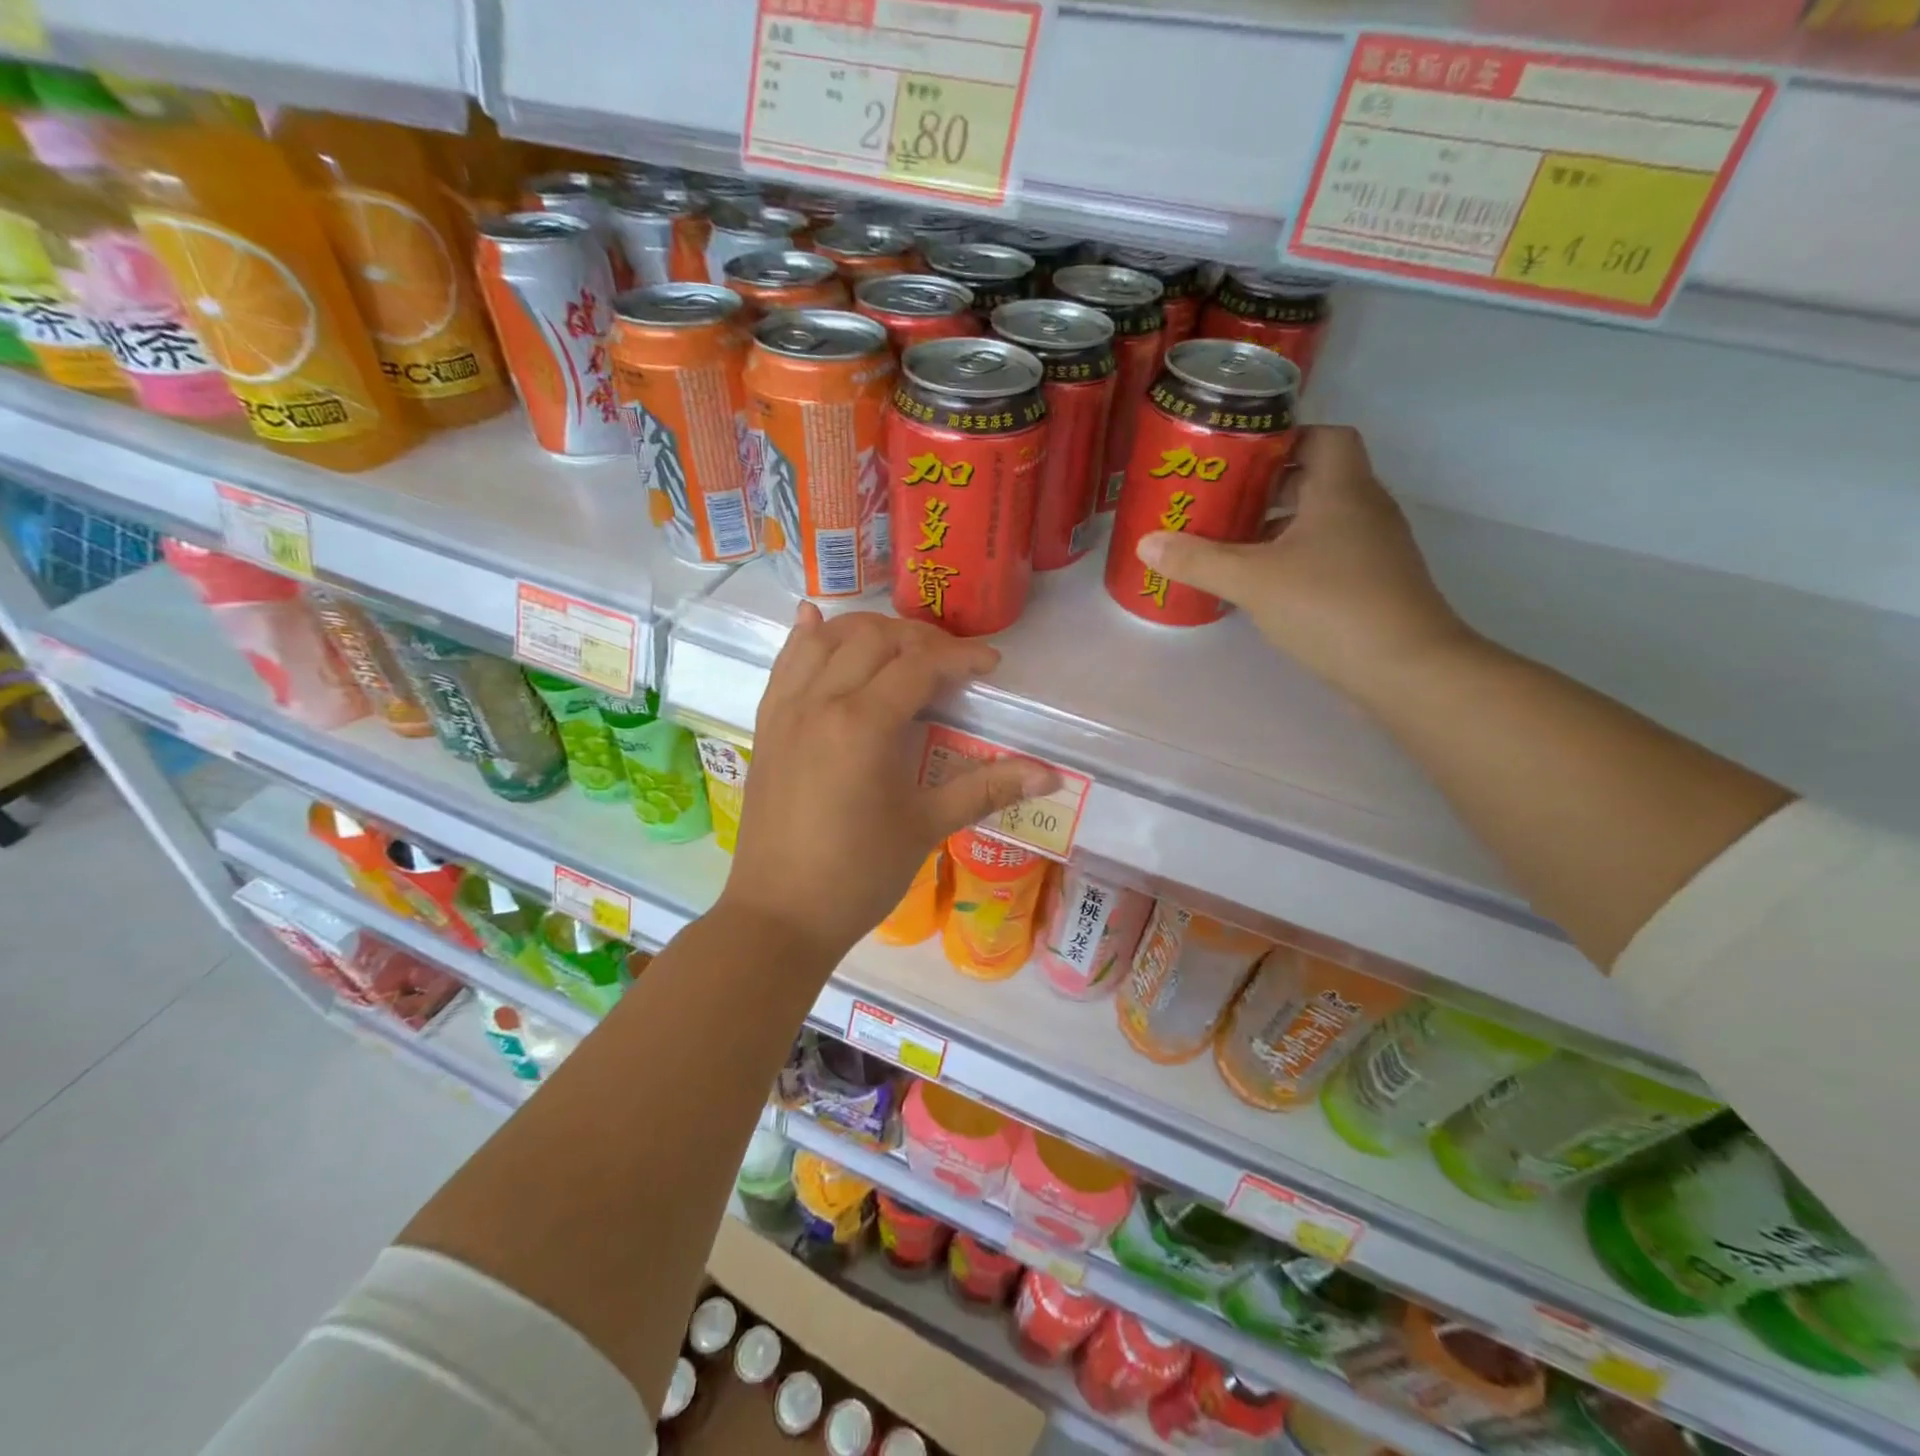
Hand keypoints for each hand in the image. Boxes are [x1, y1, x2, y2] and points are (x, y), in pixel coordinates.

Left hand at [717, 606, 1058, 965]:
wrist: (779, 915)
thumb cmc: (858, 875)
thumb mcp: (926, 827)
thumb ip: (986, 789)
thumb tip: (1050, 775)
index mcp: (862, 724)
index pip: (919, 666)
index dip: (961, 658)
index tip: (990, 666)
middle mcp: (820, 701)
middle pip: (874, 639)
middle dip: (920, 640)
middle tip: (951, 663)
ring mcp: (785, 710)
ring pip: (826, 640)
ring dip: (867, 631)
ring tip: (900, 646)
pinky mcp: (766, 725)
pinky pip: (784, 663)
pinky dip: (805, 638)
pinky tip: (815, 621)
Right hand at [1135, 425, 1476, 703]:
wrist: (1404, 668)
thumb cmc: (1330, 606)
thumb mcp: (1252, 580)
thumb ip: (1198, 560)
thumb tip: (1146, 543)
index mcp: (1342, 489)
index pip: (1323, 436)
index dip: (1284, 439)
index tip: (1239, 459)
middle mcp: (1364, 509)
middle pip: (1315, 479)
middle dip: (1266, 487)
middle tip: (1219, 502)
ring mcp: (1372, 549)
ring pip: (1319, 521)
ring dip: (1276, 527)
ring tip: (1228, 544)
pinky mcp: (1371, 585)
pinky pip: (1325, 554)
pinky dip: (1291, 559)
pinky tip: (1259, 584)